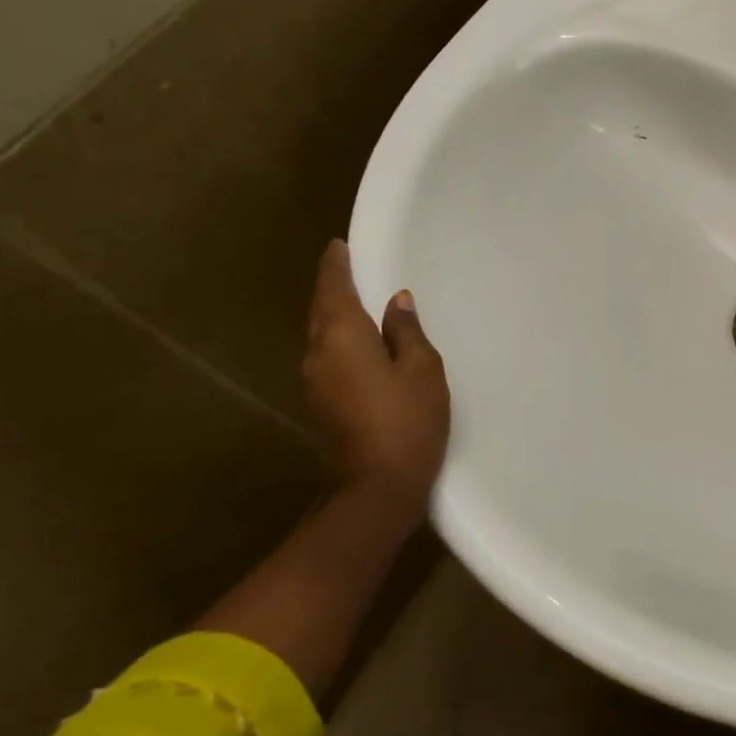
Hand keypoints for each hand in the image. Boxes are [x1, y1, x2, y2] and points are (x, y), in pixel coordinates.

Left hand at [303, 240, 450, 513]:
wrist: (375, 490)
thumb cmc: (406, 422)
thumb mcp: (422, 370)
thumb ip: (407, 331)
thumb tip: (396, 302)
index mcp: (342, 337)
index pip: (333, 288)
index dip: (336, 265)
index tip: (338, 245)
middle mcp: (317, 354)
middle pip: (321, 311)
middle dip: (333, 288)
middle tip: (351, 268)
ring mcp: (313, 382)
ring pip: (322, 336)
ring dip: (336, 316)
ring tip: (360, 303)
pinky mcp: (320, 405)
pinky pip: (328, 358)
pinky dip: (341, 341)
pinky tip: (361, 344)